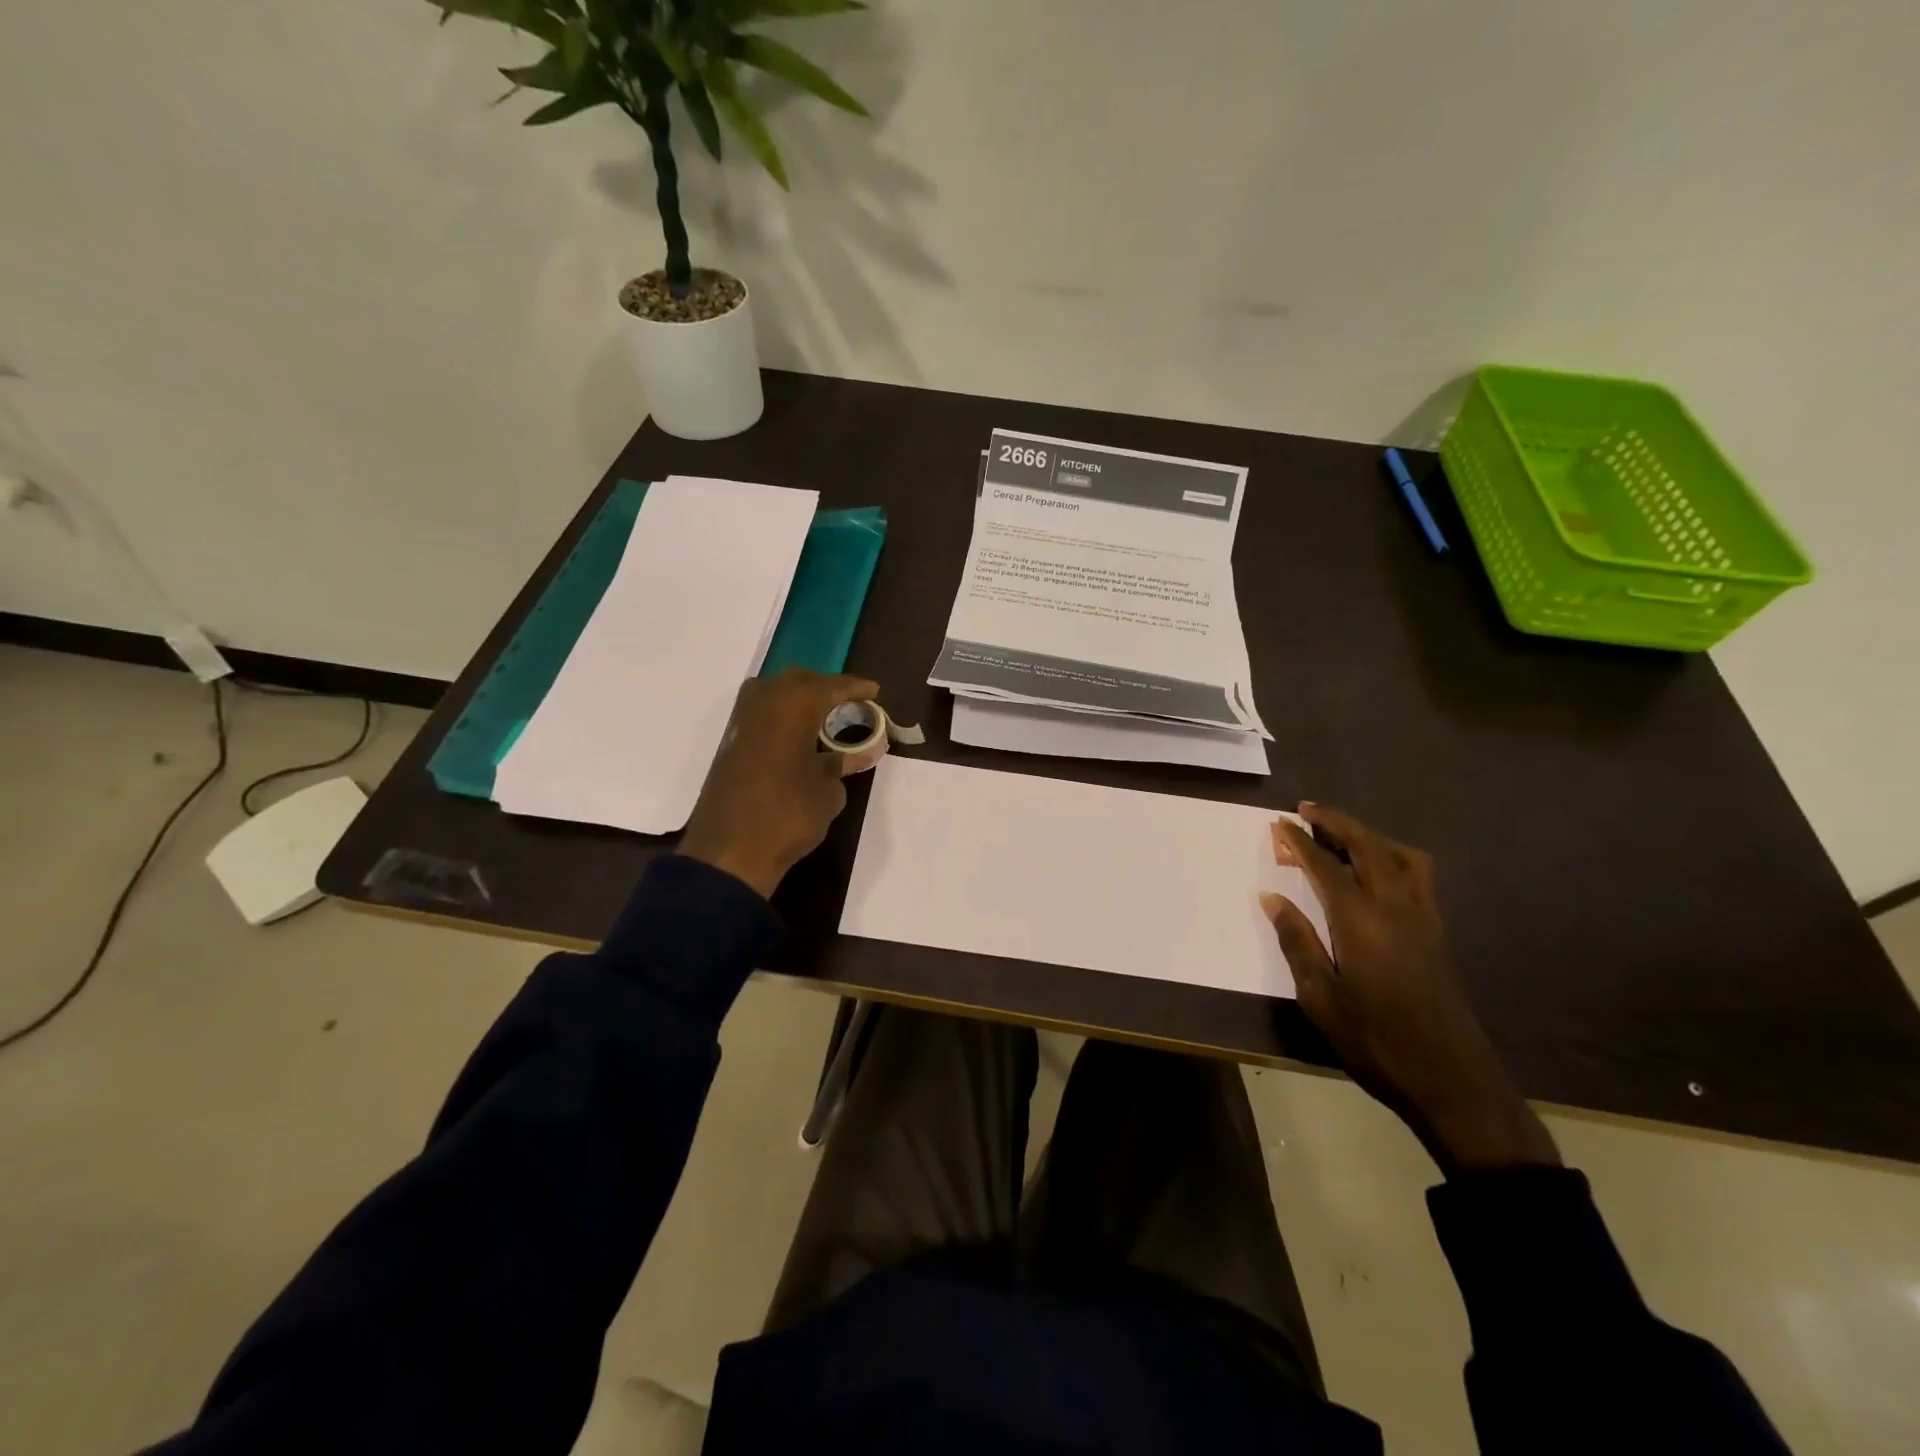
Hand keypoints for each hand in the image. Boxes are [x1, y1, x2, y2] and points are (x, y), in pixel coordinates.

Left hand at [677, 669, 879, 899]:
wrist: (730, 852)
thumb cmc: (789, 816)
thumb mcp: (828, 792)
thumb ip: (842, 764)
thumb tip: (856, 754)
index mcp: (794, 708)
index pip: (831, 686)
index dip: (855, 687)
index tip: (874, 690)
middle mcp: (764, 703)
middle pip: (798, 680)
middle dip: (824, 687)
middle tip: (847, 702)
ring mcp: (741, 722)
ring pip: (773, 692)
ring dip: (797, 697)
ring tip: (820, 716)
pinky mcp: (729, 743)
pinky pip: (759, 713)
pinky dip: (779, 715)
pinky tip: (794, 735)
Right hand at [1262, 804, 1559, 1176]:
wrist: (1450, 1080)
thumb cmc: (1375, 1040)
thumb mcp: (1320, 997)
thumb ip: (1297, 941)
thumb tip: (1272, 898)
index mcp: (1360, 920)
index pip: (1325, 866)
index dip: (1300, 842)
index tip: (1280, 824)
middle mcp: (1395, 907)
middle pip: (1367, 847)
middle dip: (1336, 822)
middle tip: (1307, 810)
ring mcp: (1423, 918)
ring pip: (1400, 855)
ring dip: (1369, 835)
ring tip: (1343, 835)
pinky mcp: (1437, 933)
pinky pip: (1418, 875)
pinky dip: (1394, 856)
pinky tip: (1379, 872)